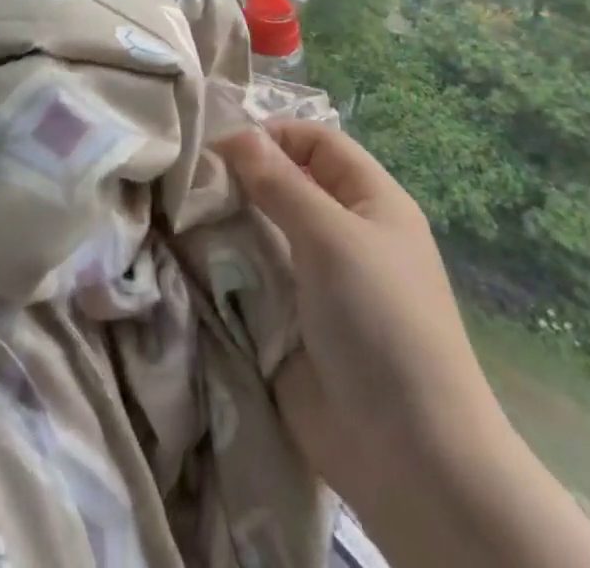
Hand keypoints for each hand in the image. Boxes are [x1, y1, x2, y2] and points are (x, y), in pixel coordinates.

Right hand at [216, 122, 589, 567]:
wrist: (408, 457)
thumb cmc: (381, 323)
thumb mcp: (332, 237)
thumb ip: (279, 182)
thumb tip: (234, 133)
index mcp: (371, 202)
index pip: (317, 142)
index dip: (274, 134)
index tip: (221, 143)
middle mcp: (343, 233)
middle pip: (285, 184)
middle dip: (241, 178)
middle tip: (190, 178)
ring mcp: (315, 279)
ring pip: (262, 229)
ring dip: (227, 221)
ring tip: (181, 213)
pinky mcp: (289, 320)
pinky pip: (252, 277)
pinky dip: (225, 265)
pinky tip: (188, 255)